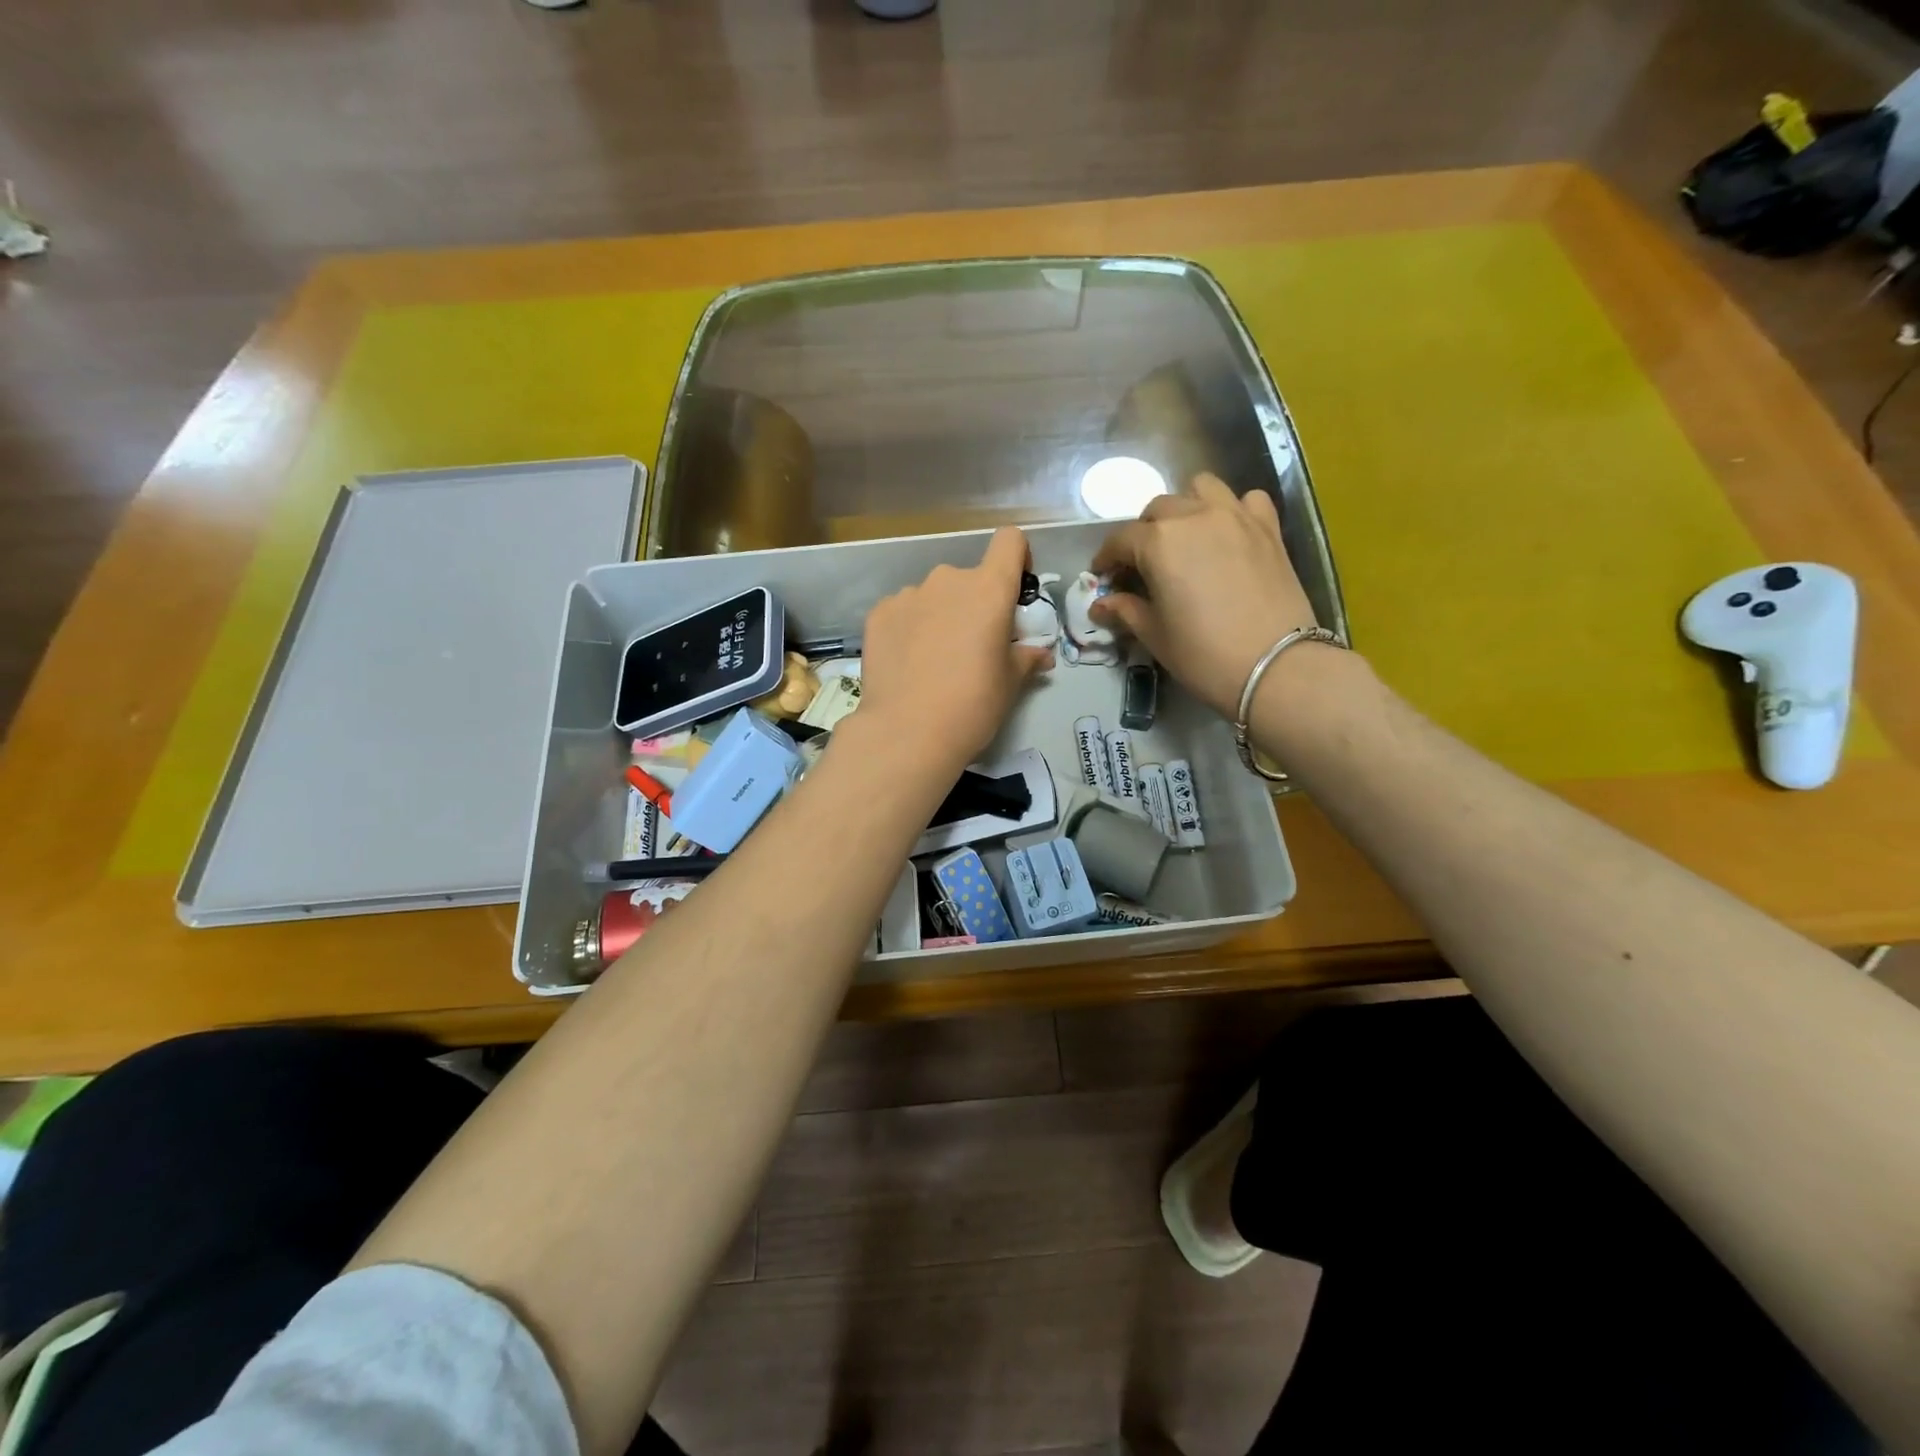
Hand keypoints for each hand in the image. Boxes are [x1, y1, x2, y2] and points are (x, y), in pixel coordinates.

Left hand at [856, 527, 1052, 780]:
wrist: (906, 732)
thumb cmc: (972, 705)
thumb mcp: (1010, 683)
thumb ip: (1026, 658)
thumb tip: (1040, 654)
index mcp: (989, 589)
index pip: (1010, 541)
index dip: (1017, 559)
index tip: (1014, 592)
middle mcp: (947, 580)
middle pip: (969, 578)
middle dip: (974, 604)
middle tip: (972, 646)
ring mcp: (908, 594)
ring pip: (933, 596)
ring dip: (940, 615)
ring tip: (934, 660)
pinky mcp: (878, 613)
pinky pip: (903, 611)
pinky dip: (909, 628)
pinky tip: (907, 663)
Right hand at [1090, 474, 1323, 719]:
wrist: (1276, 666)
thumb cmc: (1204, 654)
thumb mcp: (1155, 635)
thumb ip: (1126, 611)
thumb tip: (1101, 605)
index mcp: (1159, 542)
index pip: (1121, 540)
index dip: (1107, 559)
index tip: (1103, 578)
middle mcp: (1194, 516)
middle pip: (1158, 509)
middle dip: (1143, 533)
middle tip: (1142, 565)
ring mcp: (1236, 516)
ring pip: (1202, 488)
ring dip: (1186, 506)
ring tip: (1184, 537)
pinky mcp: (1268, 528)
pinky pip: (1247, 500)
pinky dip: (1233, 509)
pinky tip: (1229, 534)